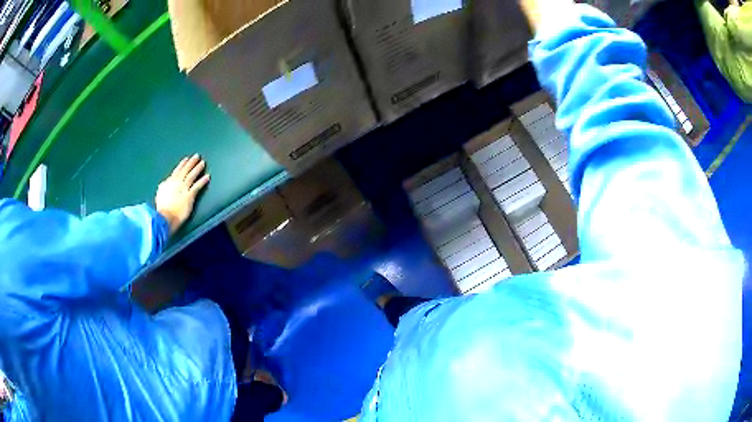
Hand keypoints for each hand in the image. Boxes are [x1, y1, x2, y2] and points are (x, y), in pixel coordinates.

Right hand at [156, 155, 209, 234]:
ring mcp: (183, 188)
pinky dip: (203, 181)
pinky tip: (207, 176)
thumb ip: (164, 188)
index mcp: (168, 183)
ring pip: (192, 175)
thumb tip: (164, 184)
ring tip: (203, 163)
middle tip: (197, 156)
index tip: (186, 159)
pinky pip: (197, 186)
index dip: (182, 164)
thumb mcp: (160, 195)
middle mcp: (176, 183)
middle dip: (191, 162)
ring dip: (198, 168)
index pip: (177, 171)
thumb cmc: (161, 209)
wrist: (164, 217)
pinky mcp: (189, 195)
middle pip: (185, 170)